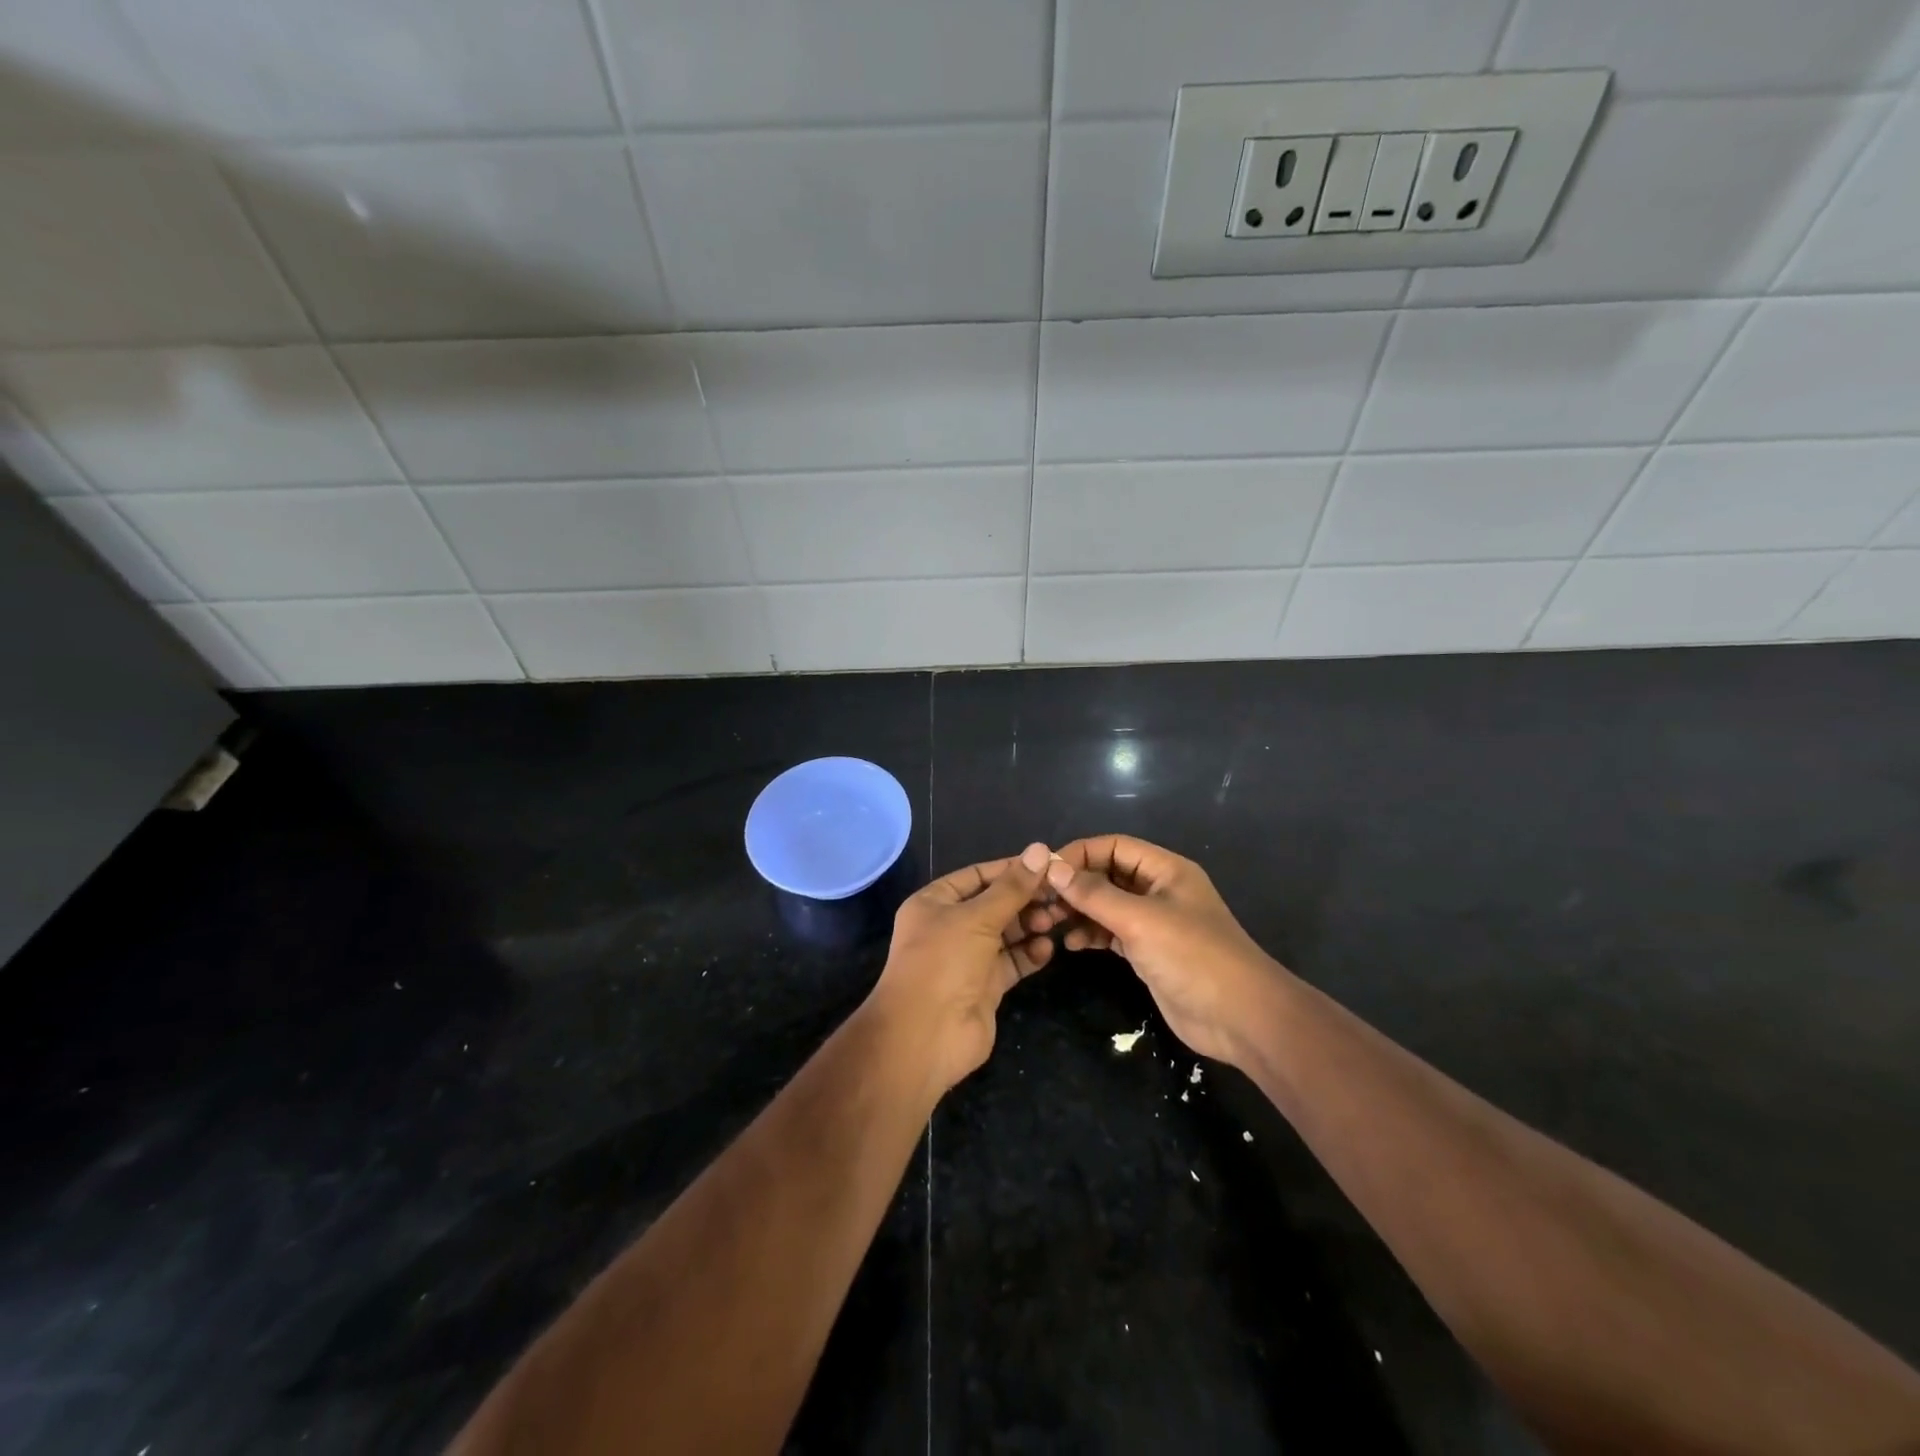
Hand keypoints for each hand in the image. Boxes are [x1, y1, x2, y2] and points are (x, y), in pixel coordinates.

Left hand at [867, 843, 1056, 1093]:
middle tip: (1060, 895)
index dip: (1011, 870)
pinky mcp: (985, 985)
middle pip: (995, 904)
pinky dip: (1030, 954)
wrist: (925, 1036)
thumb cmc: (943, 962)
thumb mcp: (977, 917)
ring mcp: (967, 958)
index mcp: (935, 902)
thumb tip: (1041, 849)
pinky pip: (1012, 962)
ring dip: (1031, 925)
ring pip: (1006, 933)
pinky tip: (1048, 948)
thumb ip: (1012, 887)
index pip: (978, 876)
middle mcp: (950, 927)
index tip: (1048, 864)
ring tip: (1057, 920)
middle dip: (1026, 899)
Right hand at [1032, 834, 1285, 1069]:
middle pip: (1108, 874)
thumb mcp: (1140, 920)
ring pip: (1107, 905)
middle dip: (1076, 884)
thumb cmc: (1193, 957)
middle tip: (1041, 901)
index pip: (1115, 846)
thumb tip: (1053, 868)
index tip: (1046, 871)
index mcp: (1166, 870)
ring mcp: (1154, 922)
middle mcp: (1158, 890)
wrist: (1240, 1018)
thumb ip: (1095, 894)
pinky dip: (1091, 934)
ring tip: (1050, 923)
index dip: (1080, 853)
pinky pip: (1111, 932)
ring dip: (1079, 910)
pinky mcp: (1148, 952)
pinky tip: (1072, 943)